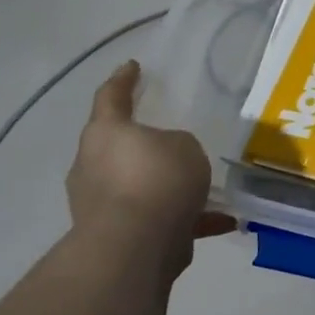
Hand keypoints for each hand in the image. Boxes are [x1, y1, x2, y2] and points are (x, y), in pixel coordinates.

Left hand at [67, 62, 236, 261]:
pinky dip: (186, 219)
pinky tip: (221, 221)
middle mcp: (94, 165)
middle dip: (143, 145)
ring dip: (168, 187)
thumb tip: (170, 161)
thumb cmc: (157, 179)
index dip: (124, 80)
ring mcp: (101, 204)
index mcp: (106, 133)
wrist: (134, 247)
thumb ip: (177, 145)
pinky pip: (157, 219)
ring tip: (205, 188)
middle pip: (119, 147)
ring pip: (140, 186)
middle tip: (171, 140)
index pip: (111, 97)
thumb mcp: (184, 146)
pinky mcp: (117, 236)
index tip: (133, 67)